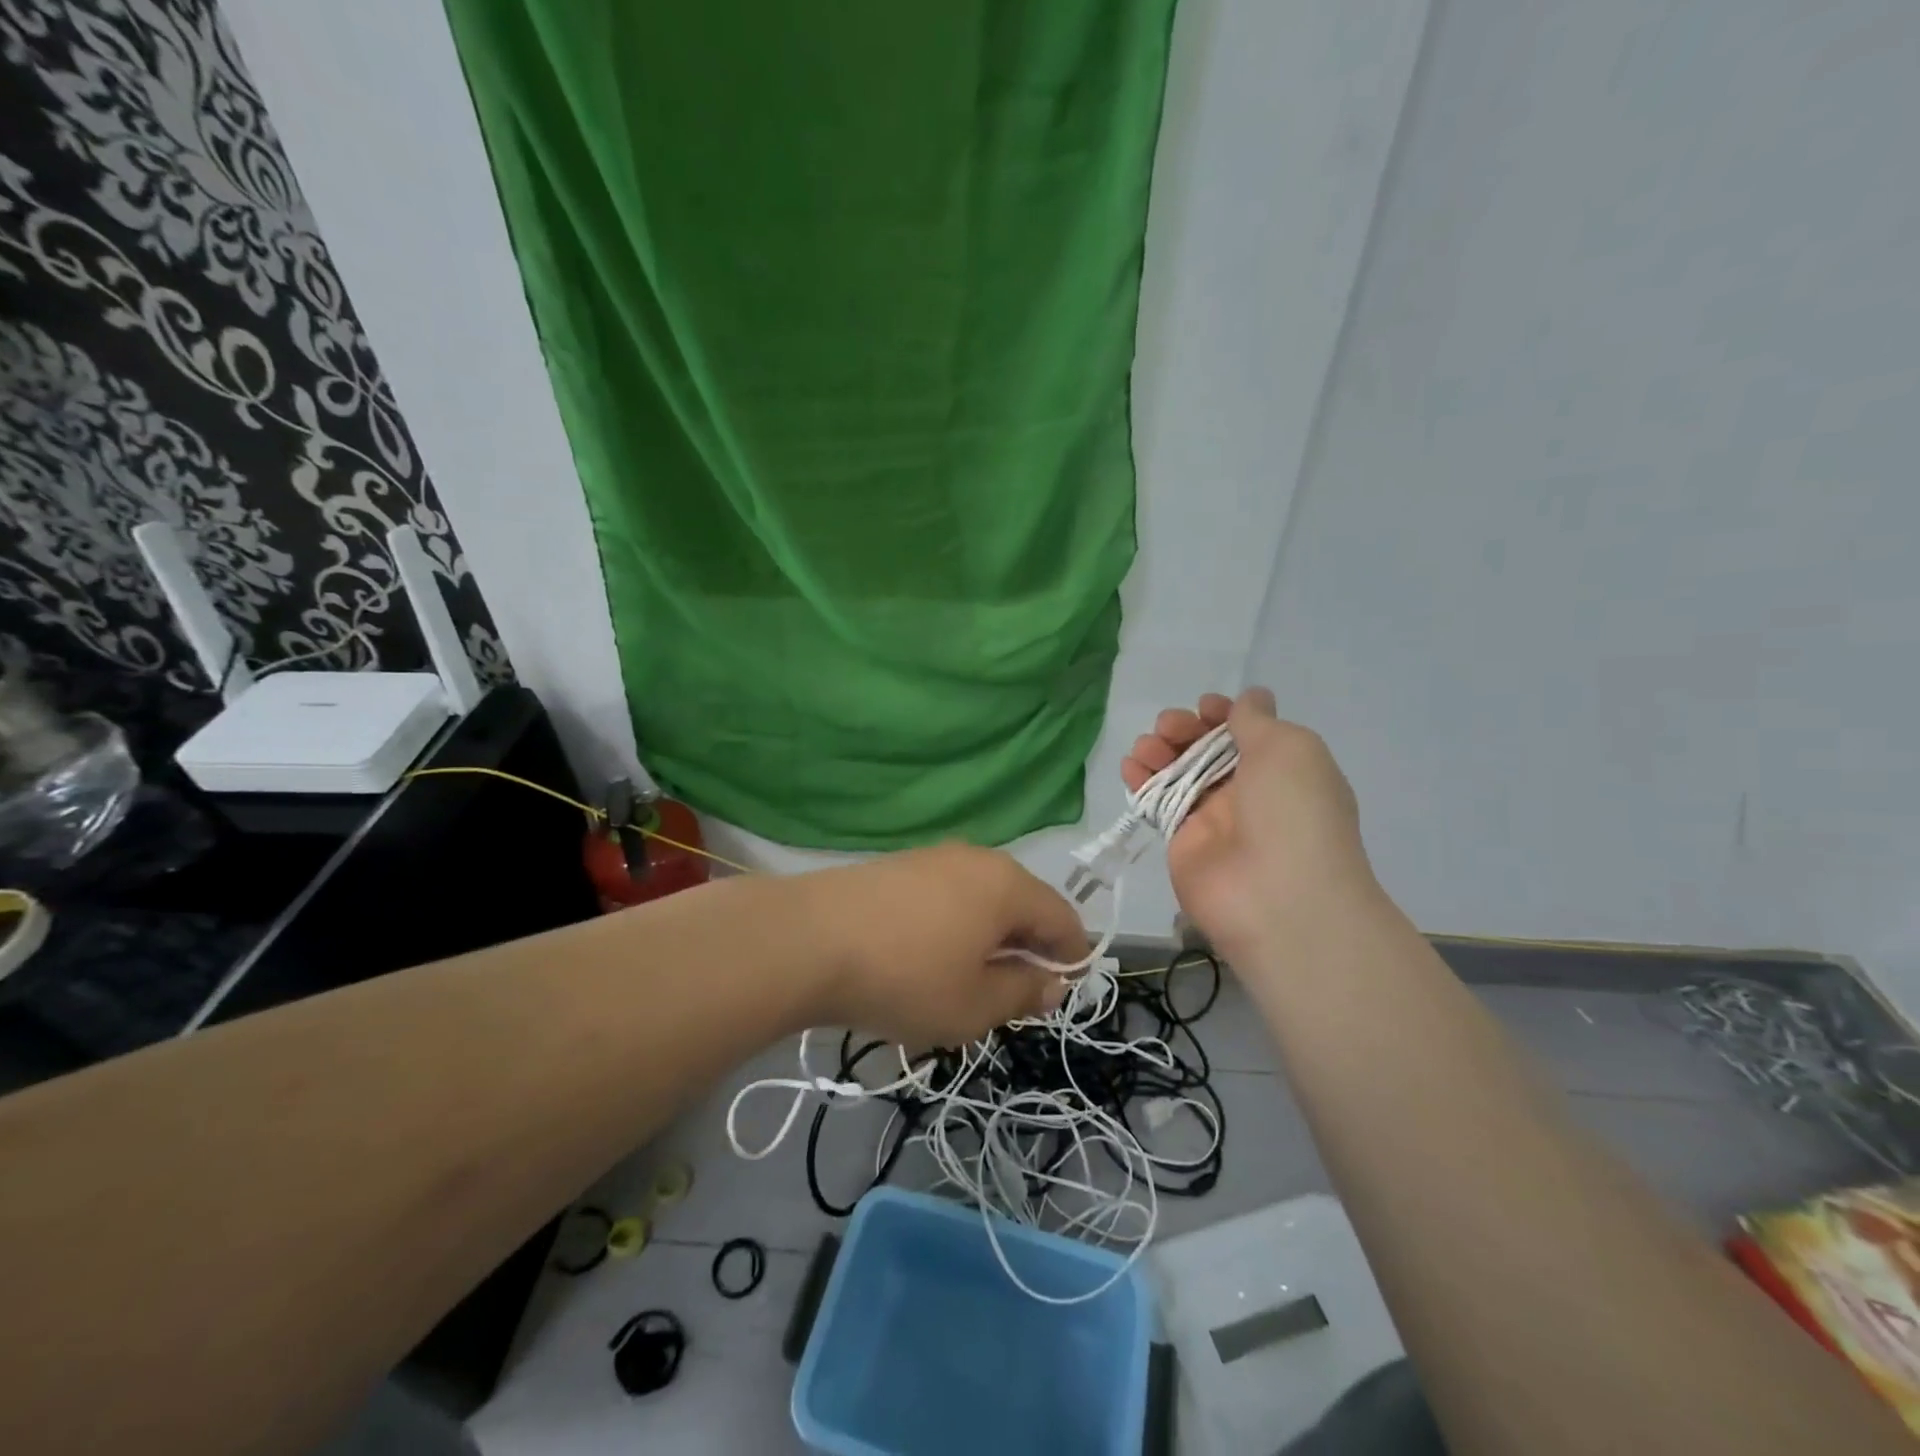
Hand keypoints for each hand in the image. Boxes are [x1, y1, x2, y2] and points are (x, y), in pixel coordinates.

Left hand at [795, 844, 1086, 1046]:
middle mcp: (977, 859)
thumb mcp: (974, 1005)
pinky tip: (927, 957)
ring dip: (988, 938)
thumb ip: (1023, 993)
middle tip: (1011, 995)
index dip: (1072, 957)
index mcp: (1008, 886)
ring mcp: (933, 857)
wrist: (806, 940)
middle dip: (1026, 948)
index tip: (1060, 993)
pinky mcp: (897, 866)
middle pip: (1022, 903)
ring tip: (966, 980)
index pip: (1063, 918)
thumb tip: (1051, 982)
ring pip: (982, 899)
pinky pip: (946, 895)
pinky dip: (954, 925)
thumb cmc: (905, 978)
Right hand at [1122, 688, 1378, 966]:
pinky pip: (1158, 803)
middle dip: (1185, 730)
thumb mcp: (1288, 748)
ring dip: (1159, 752)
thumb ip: (1256, 720)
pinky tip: (1129, 768)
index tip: (1204, 706)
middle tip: (1168, 727)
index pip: (1248, 731)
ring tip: (1145, 747)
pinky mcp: (1182, 841)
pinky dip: (1141, 781)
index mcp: (1284, 768)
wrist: (1277, 898)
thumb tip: (1251, 698)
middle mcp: (1249, 791)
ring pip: (1179, 773)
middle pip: (1207, 749)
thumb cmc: (1292, 811)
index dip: (1224, 714)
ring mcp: (1213, 817)